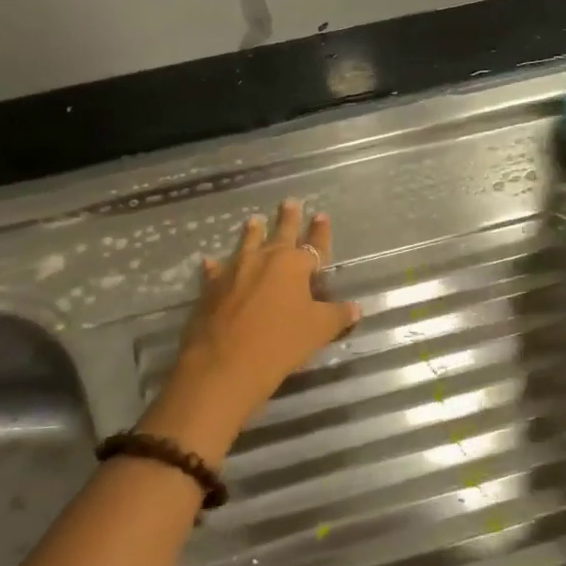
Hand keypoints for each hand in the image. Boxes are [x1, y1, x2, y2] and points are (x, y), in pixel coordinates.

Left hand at [139, 200, 360, 461]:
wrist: (224, 363)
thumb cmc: (279, 344)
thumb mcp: (317, 331)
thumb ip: (336, 316)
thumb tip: (356, 308)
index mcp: (293, 265)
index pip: (313, 245)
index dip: (320, 232)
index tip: (321, 215)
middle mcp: (264, 259)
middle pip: (280, 234)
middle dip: (288, 219)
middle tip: (289, 202)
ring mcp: (234, 270)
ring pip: (246, 244)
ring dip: (252, 232)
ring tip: (254, 220)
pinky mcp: (211, 287)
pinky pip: (216, 270)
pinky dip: (216, 266)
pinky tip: (210, 261)